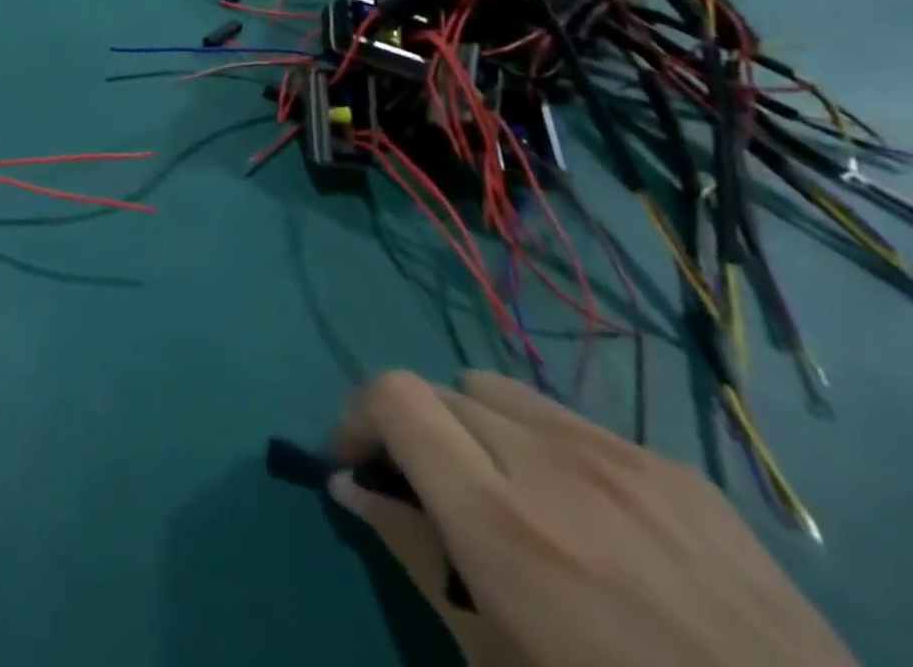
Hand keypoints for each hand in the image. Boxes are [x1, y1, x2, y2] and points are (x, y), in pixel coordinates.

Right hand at [329, 371, 855, 666]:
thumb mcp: (494, 659)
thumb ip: (411, 553)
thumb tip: (349, 486)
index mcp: (500, 520)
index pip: (393, 395)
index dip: (358, 416)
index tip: (358, 462)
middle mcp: (552, 463)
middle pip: (439, 390)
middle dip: (415, 430)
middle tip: (428, 487)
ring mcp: (622, 457)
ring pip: (497, 389)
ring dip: (476, 425)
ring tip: (507, 490)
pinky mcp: (678, 468)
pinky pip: (572, 420)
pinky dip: (546, 446)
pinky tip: (589, 516)